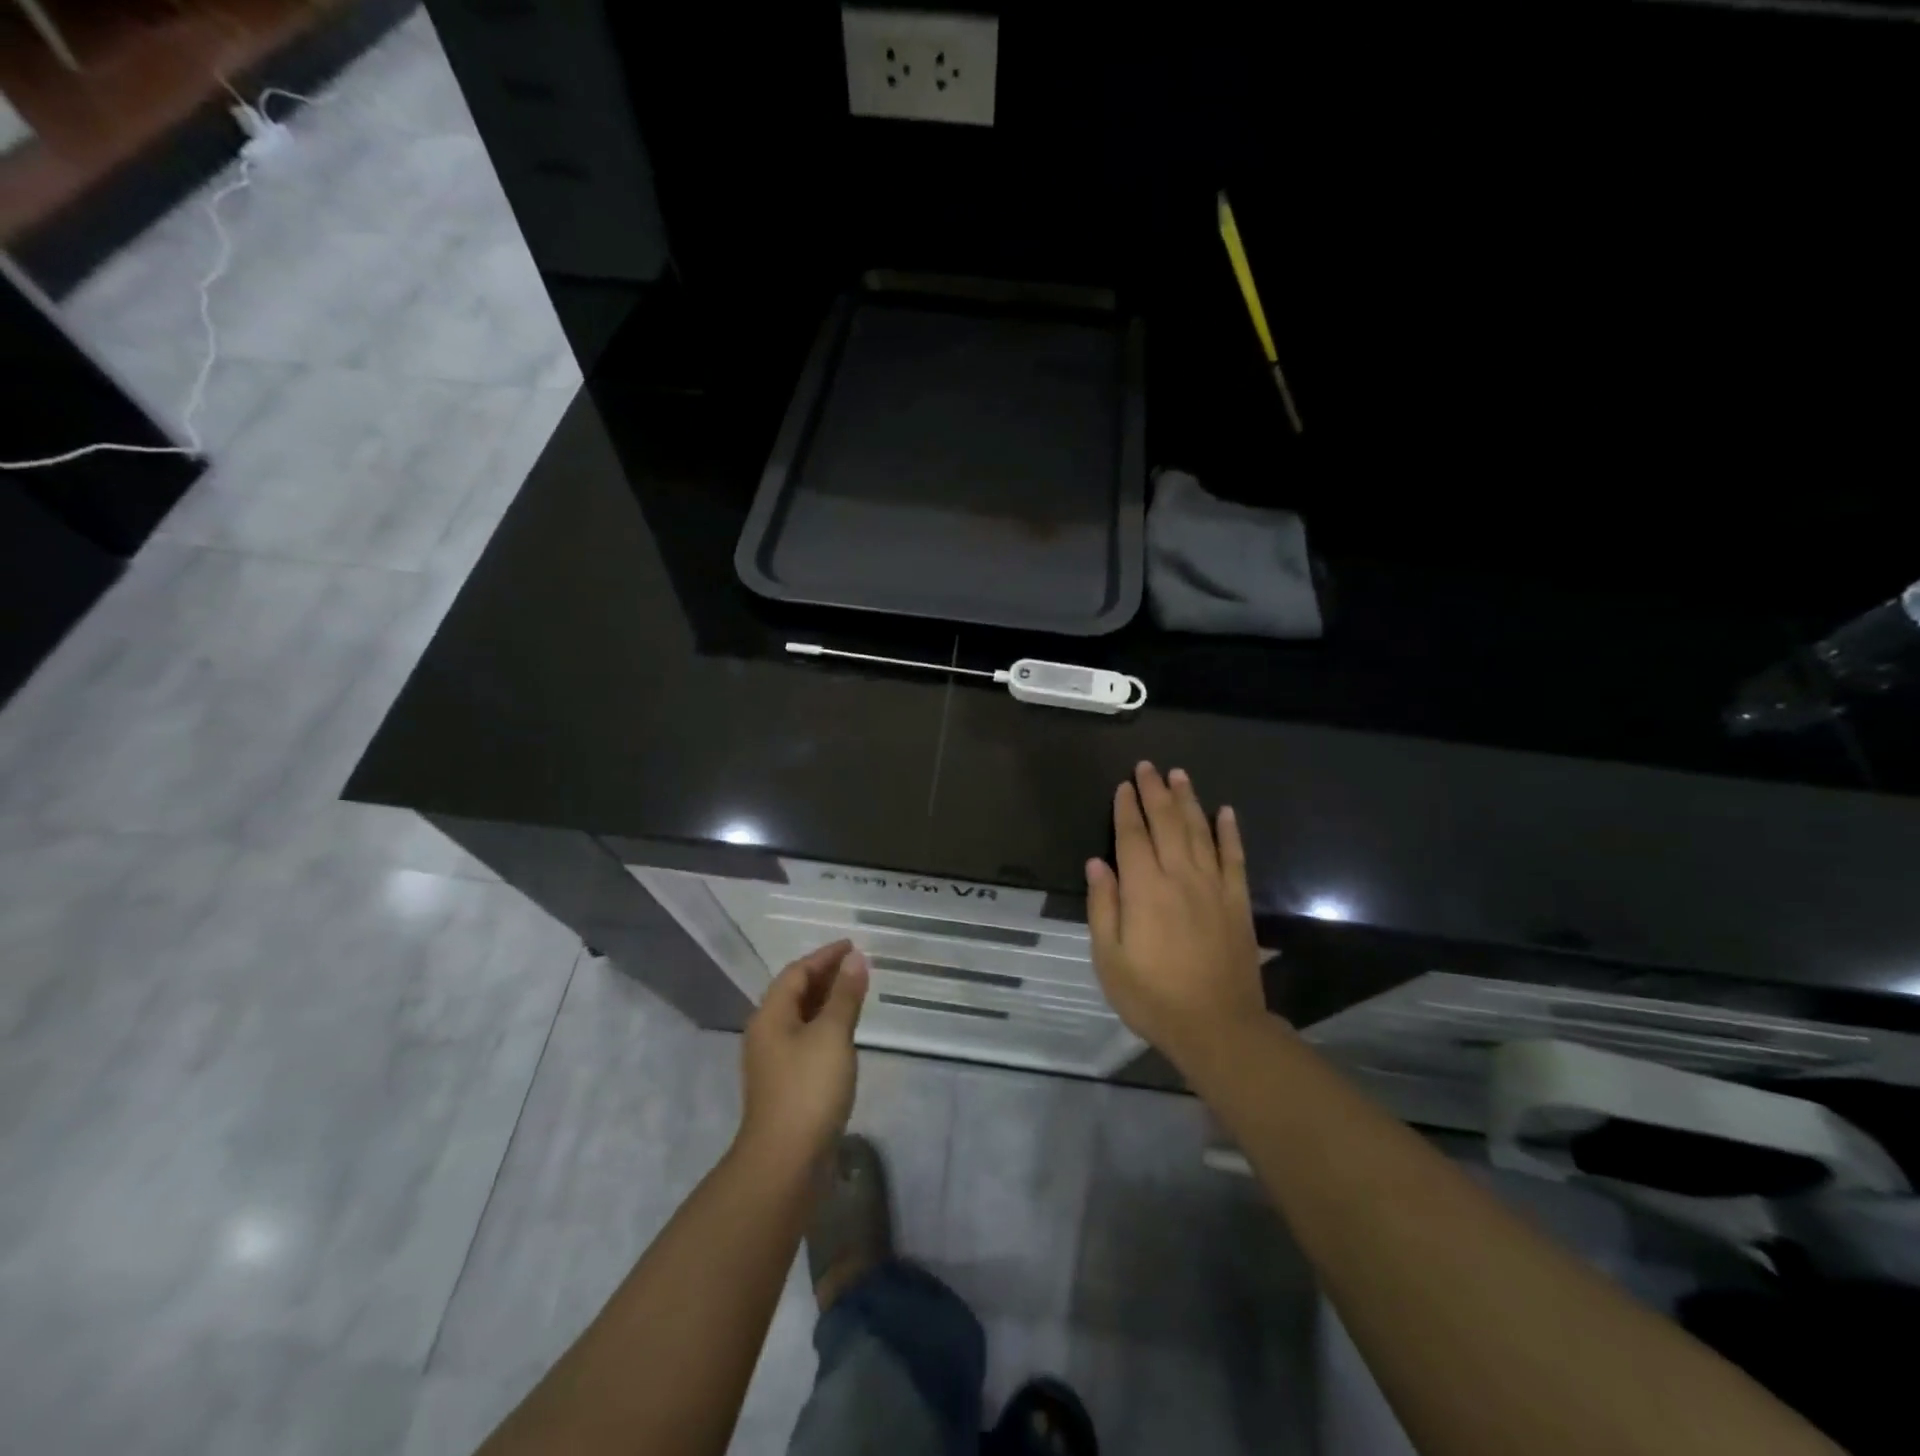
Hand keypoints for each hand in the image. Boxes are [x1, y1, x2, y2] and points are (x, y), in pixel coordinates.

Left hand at [738, 940, 869, 1167]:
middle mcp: (767, 1033)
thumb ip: (845, 995)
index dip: (824, 956)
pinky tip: (845, 1033)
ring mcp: (775, 1062)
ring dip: (827, 1001)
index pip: (797, 972)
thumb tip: (855, 959)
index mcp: (771, 1016)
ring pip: (801, 1018)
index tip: (852, 946)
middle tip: (857, 966)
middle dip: (825, 976)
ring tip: (856, 993)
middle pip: (795, 993)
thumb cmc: (808, 1089)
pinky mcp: (786, 1084)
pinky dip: (826, 1026)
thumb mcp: (832, 1035)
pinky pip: (806, 1040)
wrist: (785, 1162)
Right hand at [1086, 763, 1268, 1070]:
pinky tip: (1226, 812)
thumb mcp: (1109, 958)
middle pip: (1167, 824)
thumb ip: (1103, 907)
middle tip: (1148, 766)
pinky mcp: (1237, 902)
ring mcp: (1213, 887)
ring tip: (1180, 775)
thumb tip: (1097, 863)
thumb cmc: (1152, 996)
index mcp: (1144, 890)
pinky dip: (1230, 832)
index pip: (1132, 837)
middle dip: (1155, 792)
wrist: (1218, 1026)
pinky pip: (1235, 858)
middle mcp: (1179, 877)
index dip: (1126, 808)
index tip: (1123, 785)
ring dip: (1189, 801)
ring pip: (1200, 832)